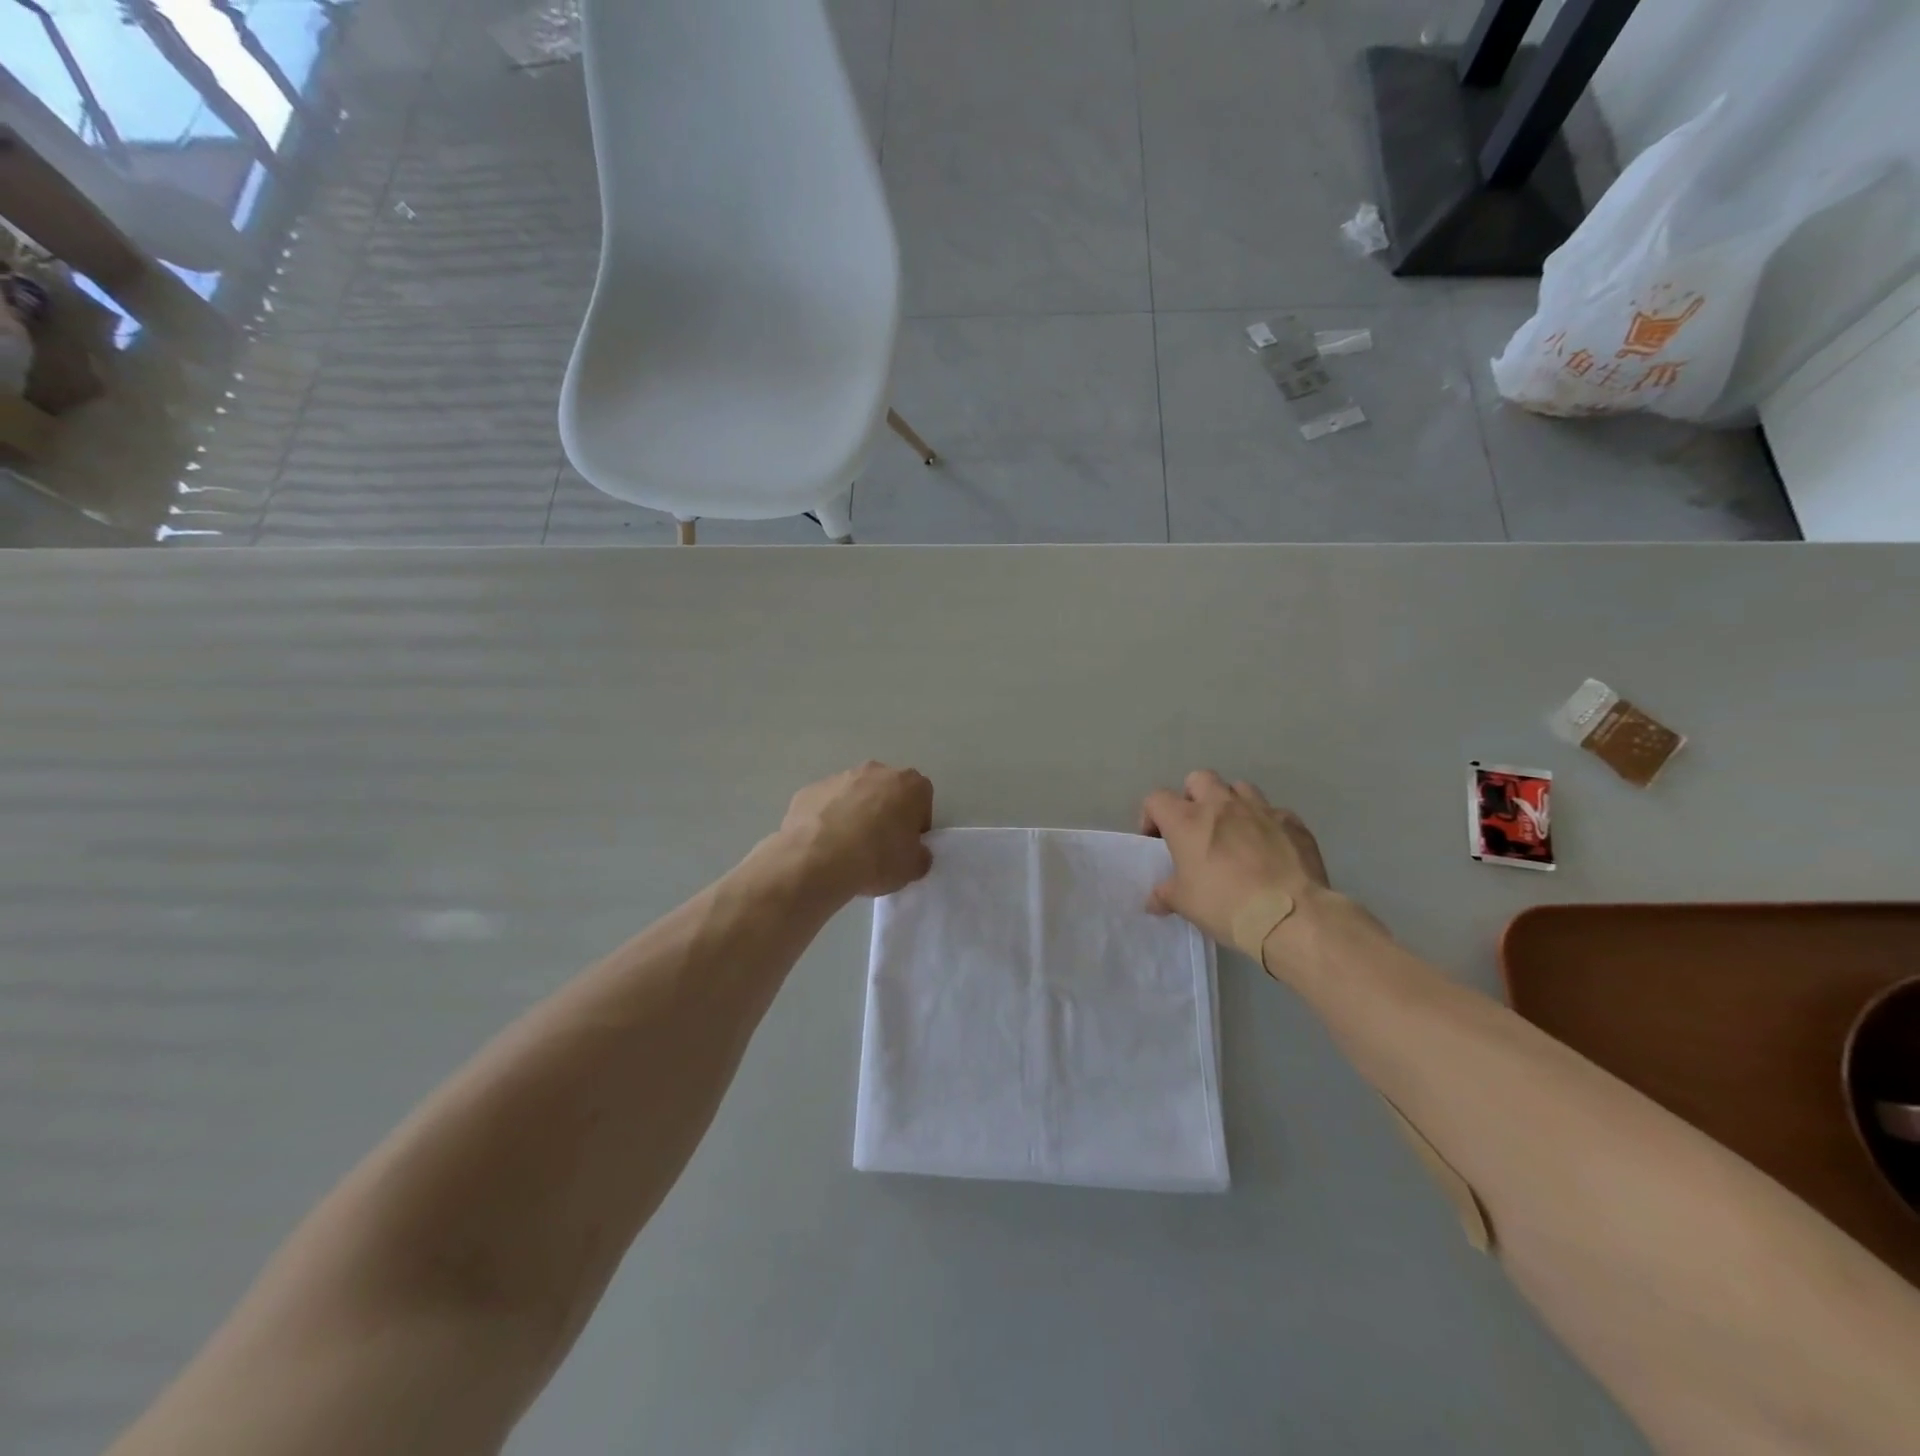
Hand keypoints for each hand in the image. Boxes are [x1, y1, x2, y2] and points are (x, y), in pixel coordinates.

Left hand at [779, 761, 933, 898]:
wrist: (817, 858)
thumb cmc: (876, 858)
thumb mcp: (912, 869)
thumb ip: (920, 856)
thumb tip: (915, 854)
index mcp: (910, 784)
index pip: (922, 800)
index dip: (916, 825)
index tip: (906, 846)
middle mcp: (876, 771)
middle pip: (887, 792)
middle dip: (886, 814)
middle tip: (878, 847)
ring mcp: (840, 777)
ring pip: (855, 796)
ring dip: (855, 815)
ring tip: (847, 849)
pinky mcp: (810, 789)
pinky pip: (827, 805)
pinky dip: (827, 820)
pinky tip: (823, 846)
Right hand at [1139, 770, 1337, 954]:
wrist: (1291, 915)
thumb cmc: (1226, 905)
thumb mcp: (1185, 904)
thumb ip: (1165, 895)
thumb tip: (1154, 900)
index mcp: (1187, 821)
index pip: (1156, 799)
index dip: (1152, 816)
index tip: (1158, 840)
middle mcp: (1222, 805)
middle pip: (1199, 779)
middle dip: (1193, 797)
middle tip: (1196, 828)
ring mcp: (1260, 809)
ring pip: (1239, 787)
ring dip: (1231, 804)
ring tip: (1234, 832)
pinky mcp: (1292, 822)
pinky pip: (1274, 812)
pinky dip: (1266, 824)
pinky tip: (1269, 848)